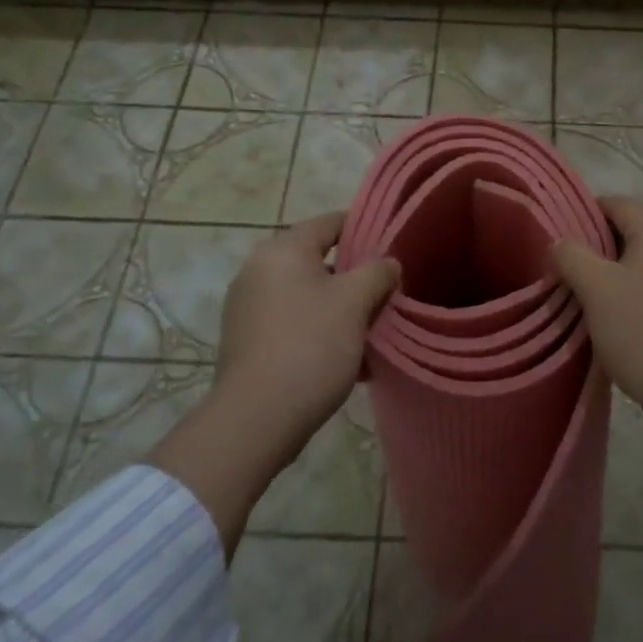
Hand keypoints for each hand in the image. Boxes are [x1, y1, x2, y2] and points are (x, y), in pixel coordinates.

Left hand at [213, 211, 400, 449]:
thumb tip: (388, 264)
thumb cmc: (310, 346)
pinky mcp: (248, 342)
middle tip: (388, 295)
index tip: (394, 246)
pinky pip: (295, 324)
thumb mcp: (355, 303)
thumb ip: (377, 273)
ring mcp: (249, 308)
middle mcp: (258, 271)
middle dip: (357, 279)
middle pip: (320, 262)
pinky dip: (322, 333)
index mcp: (282, 251)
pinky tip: (352, 362)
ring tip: (375, 334)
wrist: (256, 419)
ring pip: (309, 297)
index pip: (331, 222)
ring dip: (343, 311)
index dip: (366, 229)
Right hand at [553, 198, 642, 543]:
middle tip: (566, 269)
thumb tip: (560, 241)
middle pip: (632, 232)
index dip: (583, 213)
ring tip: (586, 296)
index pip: (617, 204)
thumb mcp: (596, 289)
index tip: (558, 235)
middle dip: (597, 247)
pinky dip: (635, 293)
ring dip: (615, 273)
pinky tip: (617, 319)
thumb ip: (572, 256)